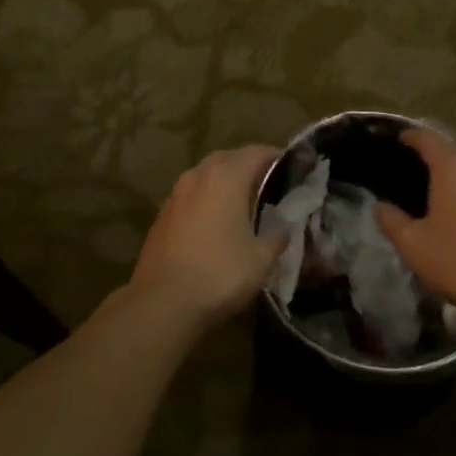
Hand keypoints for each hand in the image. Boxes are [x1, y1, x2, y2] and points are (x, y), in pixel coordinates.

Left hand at [126, 146, 285, 328]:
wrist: (162, 302)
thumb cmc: (219, 274)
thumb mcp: (261, 259)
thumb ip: (277, 236)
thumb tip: (283, 227)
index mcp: (226, 177)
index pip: (257, 153)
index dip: (277, 158)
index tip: (293, 170)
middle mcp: (198, 176)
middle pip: (229, 158)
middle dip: (250, 166)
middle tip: (270, 185)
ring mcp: (176, 194)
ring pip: (206, 175)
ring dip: (225, 182)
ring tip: (244, 203)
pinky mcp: (162, 214)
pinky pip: (192, 195)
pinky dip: (207, 199)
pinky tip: (217, 222)